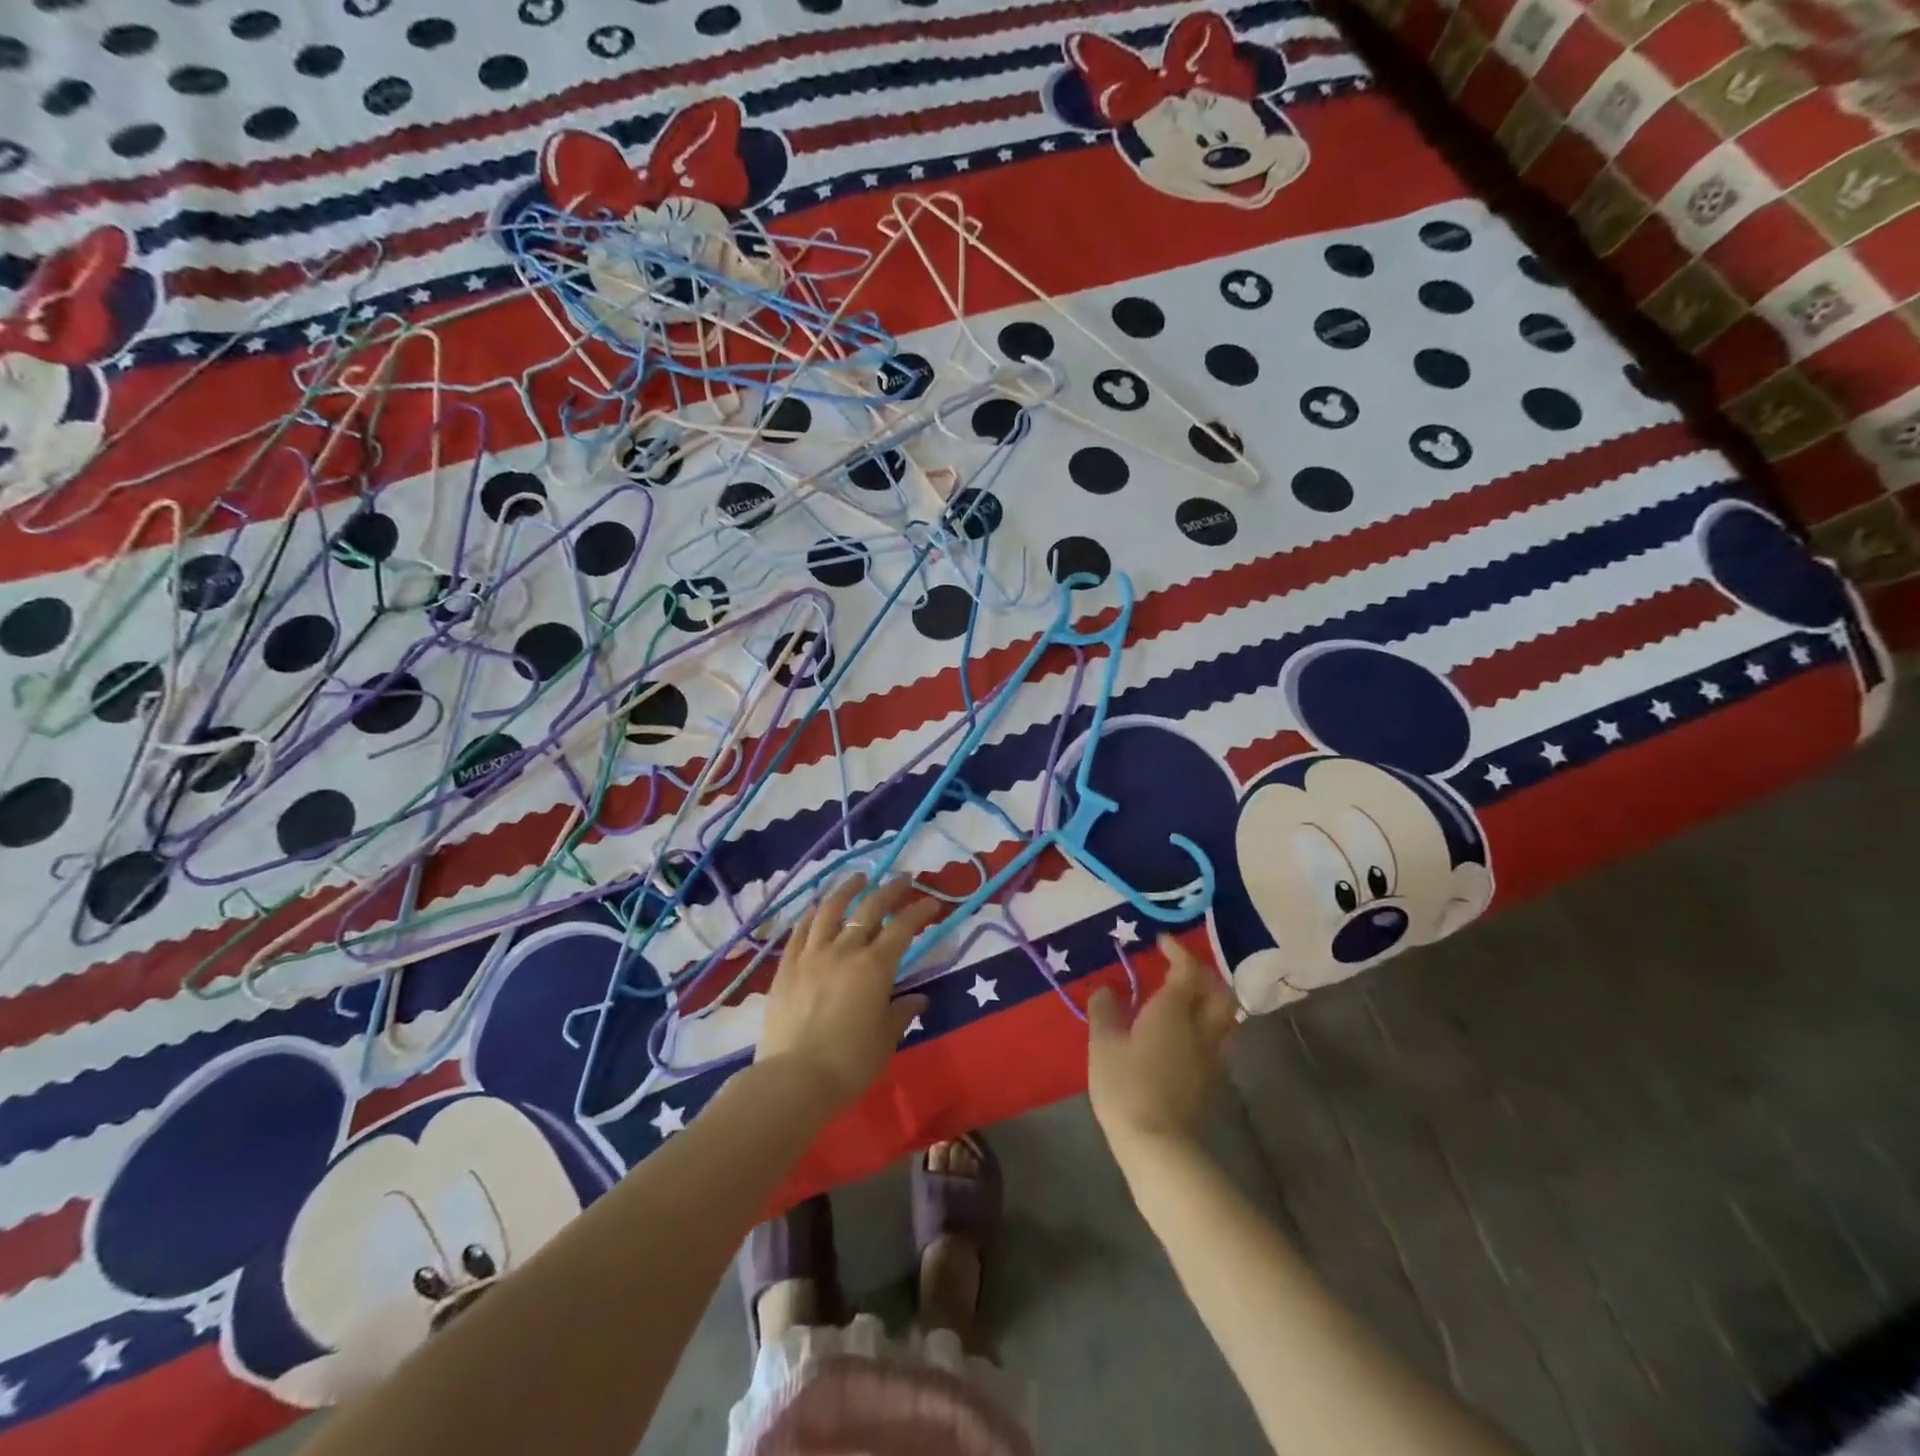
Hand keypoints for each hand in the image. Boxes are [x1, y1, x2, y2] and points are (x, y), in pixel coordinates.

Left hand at [756, 874, 937, 1109]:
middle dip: (890, 889)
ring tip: (859, 878)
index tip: (932, 901)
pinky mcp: (787, 966)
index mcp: (875, 967)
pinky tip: (818, 906)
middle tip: (902, 878)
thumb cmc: (849, 1063)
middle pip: (869, 908)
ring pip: (831, 909)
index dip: (919, 911)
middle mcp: (844, 950)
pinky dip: (813, 913)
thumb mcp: (884, 1039)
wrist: (793, 1079)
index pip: (903, 928)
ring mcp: (812, 954)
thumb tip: (918, 999)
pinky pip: (801, 930)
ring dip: (848, 889)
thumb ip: (901, 1013)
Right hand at [1088, 936, 1237, 1155]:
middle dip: (1203, 973)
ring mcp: (1211, 1056)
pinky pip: (1217, 1039)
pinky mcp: (1212, 1080)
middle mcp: (1200, 1027)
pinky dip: (1206, 1025)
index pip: (1187, 970)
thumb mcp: (1103, 1044)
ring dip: (1210, 999)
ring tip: (1187, 998)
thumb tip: (1105, 989)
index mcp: (1174, 1010)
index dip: (1178, 951)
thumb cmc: (1126, 1086)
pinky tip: (1185, 1034)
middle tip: (1180, 968)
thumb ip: (1104, 1011)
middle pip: (1218, 991)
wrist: (1158, 1145)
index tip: (1162, 942)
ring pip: (1224, 1016)